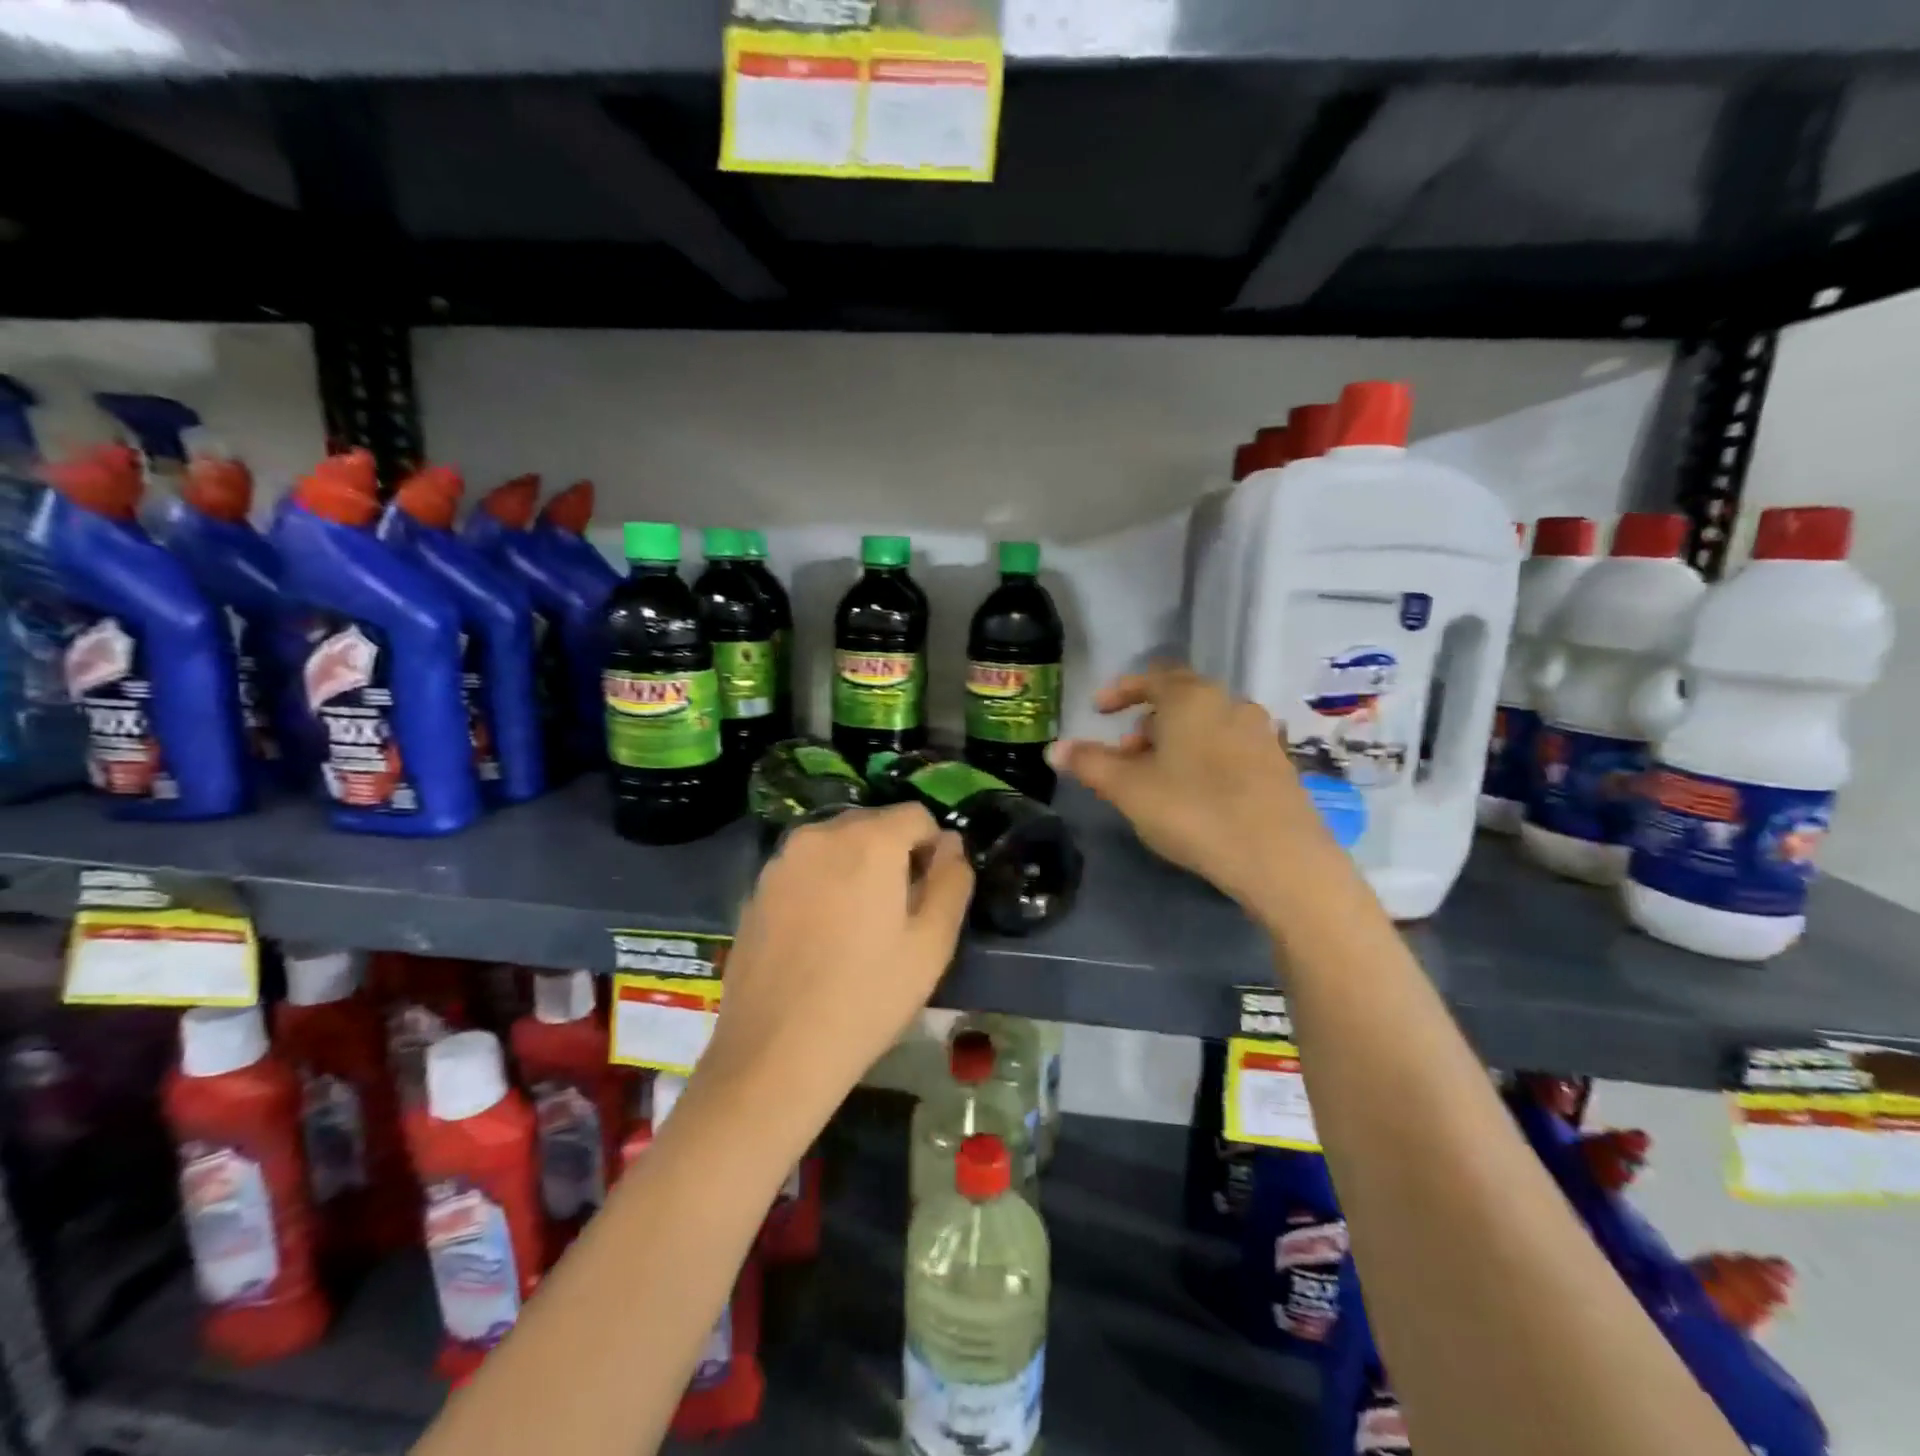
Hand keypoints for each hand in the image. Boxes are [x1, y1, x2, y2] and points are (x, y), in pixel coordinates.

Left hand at [701, 803, 972, 1107]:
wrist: (776, 1052)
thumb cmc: (868, 997)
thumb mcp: (932, 943)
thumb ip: (952, 881)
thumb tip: (951, 844)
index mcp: (869, 840)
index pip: (917, 815)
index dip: (934, 848)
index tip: (931, 893)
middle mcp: (820, 834)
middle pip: (874, 824)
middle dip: (894, 854)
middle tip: (898, 914)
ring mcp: (782, 860)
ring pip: (837, 845)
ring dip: (856, 867)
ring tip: (857, 926)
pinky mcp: (757, 888)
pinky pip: (805, 868)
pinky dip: (822, 884)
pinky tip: (820, 937)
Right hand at [1049, 664, 1337, 908]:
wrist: (1281, 858)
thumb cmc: (1193, 811)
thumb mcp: (1128, 789)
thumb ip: (1089, 763)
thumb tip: (1053, 749)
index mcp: (1192, 698)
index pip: (1150, 678)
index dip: (1119, 691)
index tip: (1099, 711)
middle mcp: (1230, 704)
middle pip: (1180, 700)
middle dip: (1146, 721)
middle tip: (1125, 753)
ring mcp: (1261, 733)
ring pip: (1206, 725)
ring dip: (1175, 741)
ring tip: (1156, 778)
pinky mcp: (1279, 764)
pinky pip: (1229, 747)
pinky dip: (1203, 757)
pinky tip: (1195, 794)